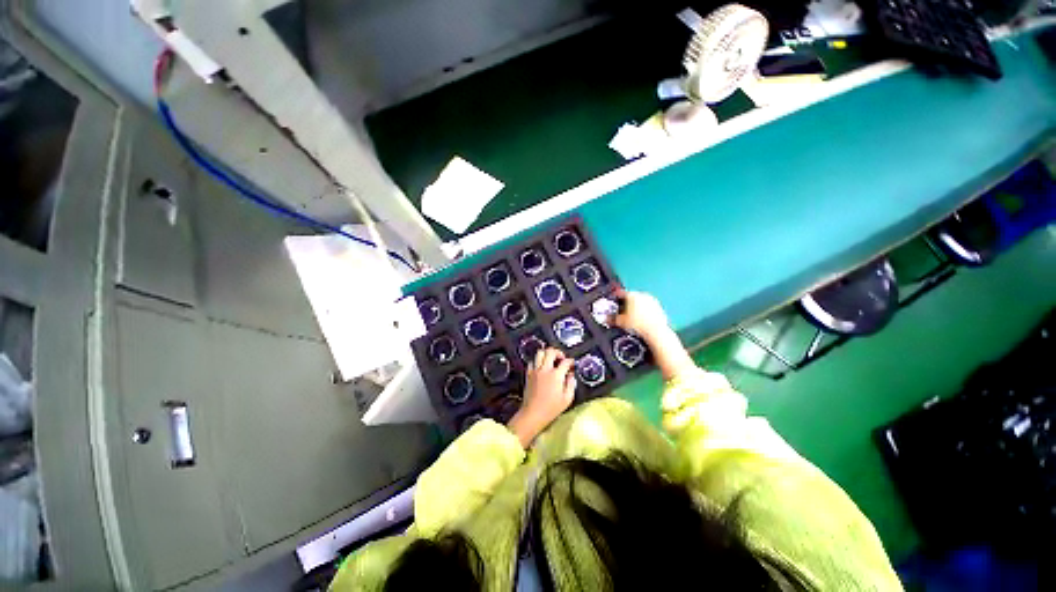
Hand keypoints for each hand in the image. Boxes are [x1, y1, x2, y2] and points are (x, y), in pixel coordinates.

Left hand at [508, 348, 575, 446]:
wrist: (533, 414)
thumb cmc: (551, 409)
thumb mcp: (567, 399)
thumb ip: (571, 384)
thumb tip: (571, 376)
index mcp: (556, 375)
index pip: (565, 362)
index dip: (571, 361)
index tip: (572, 364)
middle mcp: (545, 370)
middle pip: (551, 351)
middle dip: (558, 352)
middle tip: (561, 358)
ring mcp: (535, 371)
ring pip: (540, 353)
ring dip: (547, 353)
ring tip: (551, 359)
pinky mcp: (528, 374)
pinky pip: (532, 361)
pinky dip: (537, 361)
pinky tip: (541, 366)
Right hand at [614, 289, 695, 380]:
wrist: (656, 332)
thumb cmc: (636, 325)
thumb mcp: (620, 322)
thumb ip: (612, 319)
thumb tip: (605, 318)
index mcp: (632, 295)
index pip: (620, 293)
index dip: (615, 298)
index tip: (612, 302)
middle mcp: (642, 295)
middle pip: (631, 297)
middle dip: (626, 303)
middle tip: (621, 311)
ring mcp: (652, 300)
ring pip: (640, 302)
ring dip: (635, 307)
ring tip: (631, 316)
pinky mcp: (659, 307)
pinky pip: (648, 307)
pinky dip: (644, 311)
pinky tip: (641, 320)